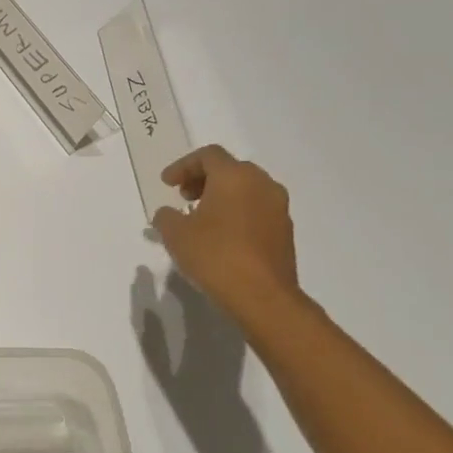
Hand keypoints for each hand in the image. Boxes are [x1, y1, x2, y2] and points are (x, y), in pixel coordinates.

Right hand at [152, 146, 302, 327]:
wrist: (263, 296)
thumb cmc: (216, 256)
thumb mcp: (176, 235)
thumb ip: (166, 217)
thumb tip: (167, 213)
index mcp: (235, 176)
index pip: (208, 155)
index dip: (183, 166)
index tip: (167, 184)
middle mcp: (262, 184)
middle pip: (230, 169)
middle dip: (203, 179)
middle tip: (184, 197)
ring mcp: (278, 207)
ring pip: (246, 189)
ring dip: (222, 196)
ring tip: (202, 218)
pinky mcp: (285, 231)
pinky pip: (257, 209)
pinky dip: (237, 213)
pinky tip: (222, 236)